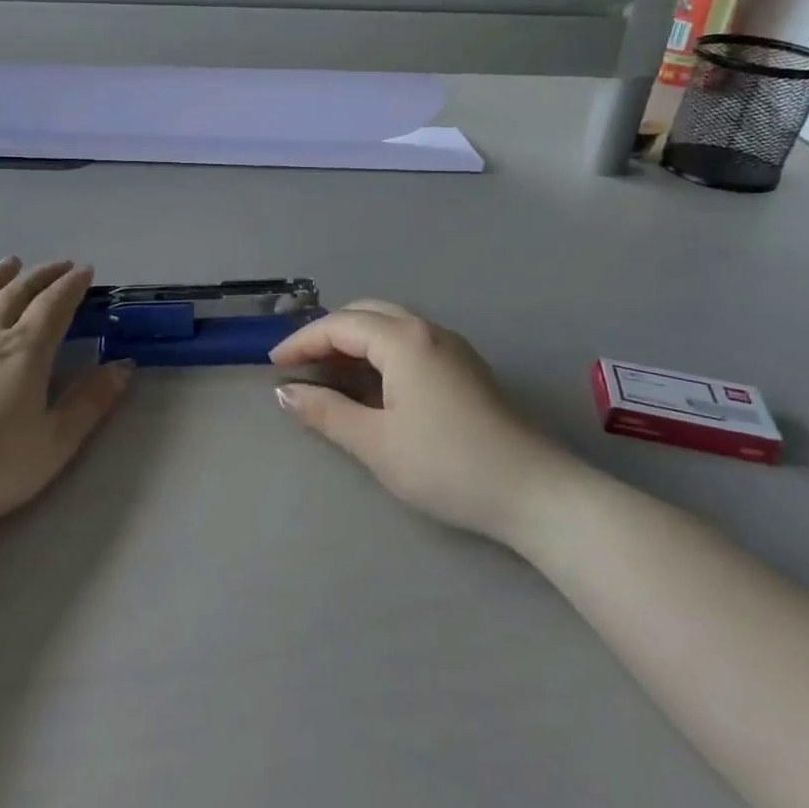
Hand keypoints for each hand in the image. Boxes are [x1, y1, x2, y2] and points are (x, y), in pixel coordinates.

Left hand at [0, 258, 132, 532]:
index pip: (54, 306)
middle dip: (41, 277)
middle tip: (58, 266)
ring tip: (9, 264)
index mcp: (25, 352)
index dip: (72, 286)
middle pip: (16, 295)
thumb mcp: (55, 442)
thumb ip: (91, 402)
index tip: (85, 271)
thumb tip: (124, 366)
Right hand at [271, 301, 586, 545]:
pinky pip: (411, 342)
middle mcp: (429, 332)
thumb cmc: (446, 465)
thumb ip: (326, 412)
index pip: (340, 326)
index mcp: (404, 341)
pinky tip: (373, 381)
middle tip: (300, 362)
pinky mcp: (467, 369)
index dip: (302, 341)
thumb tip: (284, 391)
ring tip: (328, 370)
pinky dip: (379, 350)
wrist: (535, 493)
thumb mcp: (375, 442)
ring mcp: (453, 349)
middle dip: (328, 333)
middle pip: (367, 314)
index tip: (273, 364)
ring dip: (355, 339)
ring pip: (391, 325)